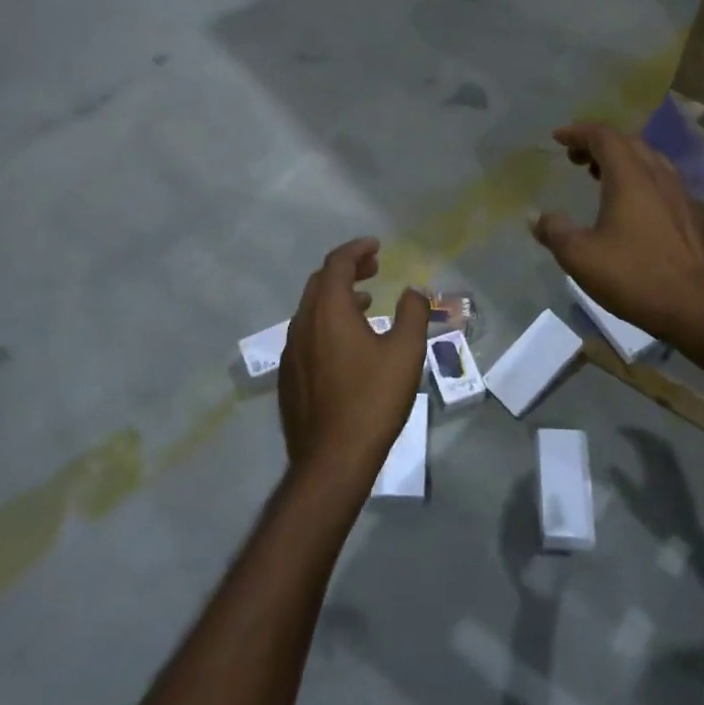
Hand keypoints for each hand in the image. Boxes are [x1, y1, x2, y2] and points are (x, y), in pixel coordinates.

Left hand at [277, 238, 429, 484]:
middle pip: (320, 282)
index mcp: (328, 311)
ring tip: (367, 302)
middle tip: (373, 269)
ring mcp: (292, 352)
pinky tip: (348, 344)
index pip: (336, 263)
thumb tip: (414, 290)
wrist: (332, 458)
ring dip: (338, 297)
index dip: (357, 249)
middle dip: (347, 269)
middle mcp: (302, 324)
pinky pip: (307, 335)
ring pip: (311, 310)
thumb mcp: (406, 352)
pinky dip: (328, 323)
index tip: (376, 246)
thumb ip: (413, 313)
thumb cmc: (373, 400)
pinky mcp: (290, 377)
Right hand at [529, 122, 703, 337]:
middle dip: (598, 143)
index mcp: (630, 177)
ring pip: (648, 161)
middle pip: (628, 143)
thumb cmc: (633, 276)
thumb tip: (535, 217)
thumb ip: (554, 231)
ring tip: (597, 175)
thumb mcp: (580, 256)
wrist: (695, 308)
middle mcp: (658, 176)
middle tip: (574, 157)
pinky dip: (637, 178)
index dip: (578, 132)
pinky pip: (660, 181)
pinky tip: (628, 205)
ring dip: (620, 160)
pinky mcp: (689, 216)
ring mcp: (679, 195)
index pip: (604, 136)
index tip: (558, 138)